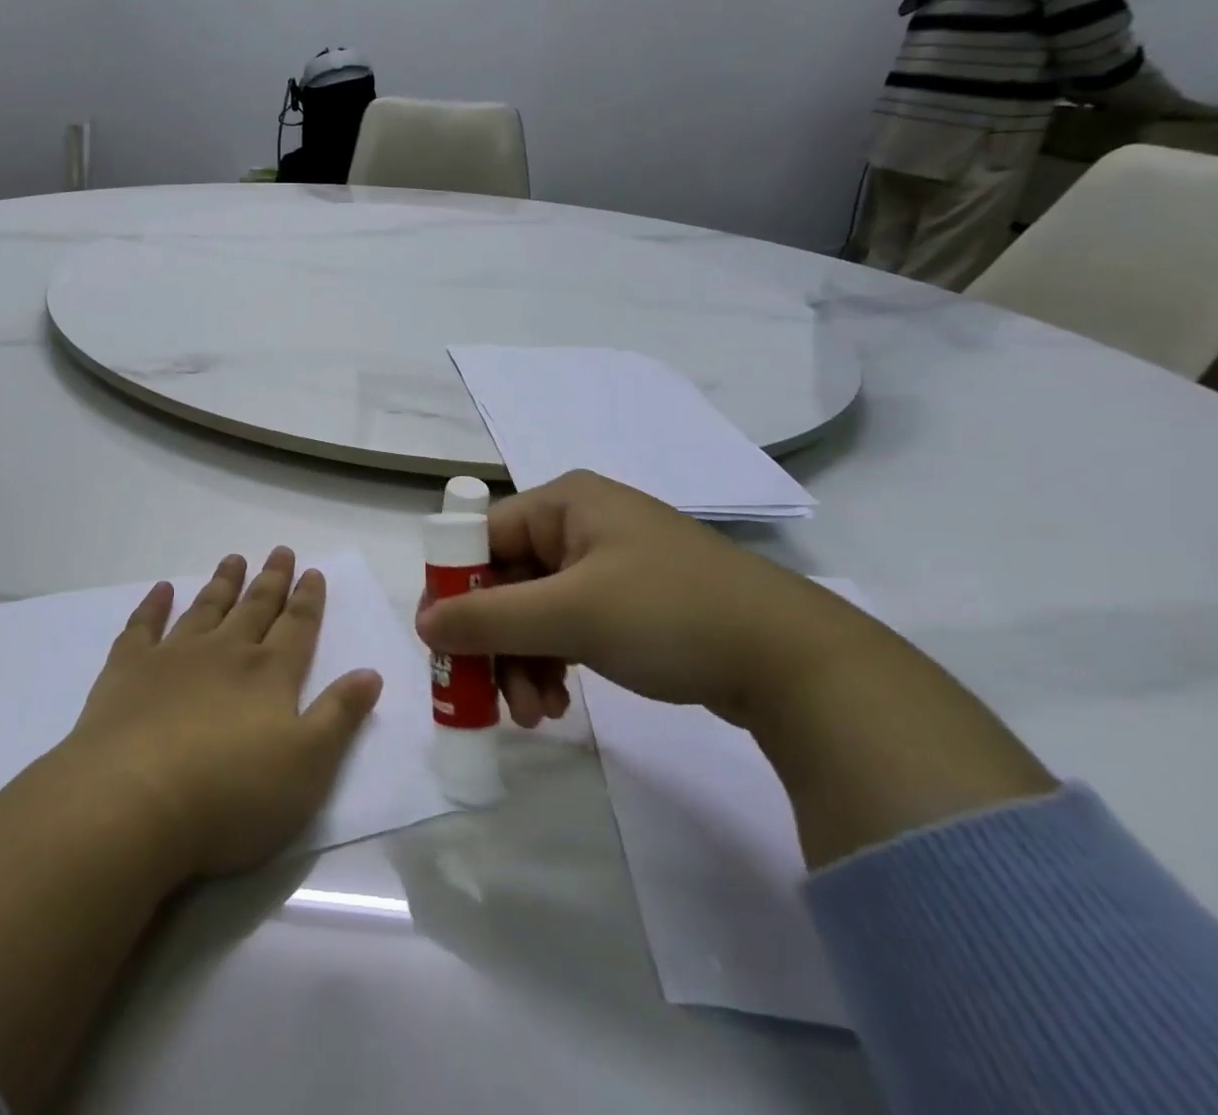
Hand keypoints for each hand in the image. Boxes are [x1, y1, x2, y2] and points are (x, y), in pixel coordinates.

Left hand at [61, 547, 383, 879]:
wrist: (134, 803)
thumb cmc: (232, 795)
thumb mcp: (308, 766)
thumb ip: (339, 715)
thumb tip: (371, 672)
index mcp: (270, 674)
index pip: (297, 626)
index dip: (308, 599)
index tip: (313, 570)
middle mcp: (225, 653)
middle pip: (254, 608)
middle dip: (271, 580)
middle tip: (280, 550)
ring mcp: (174, 657)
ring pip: (206, 608)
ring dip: (223, 583)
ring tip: (234, 558)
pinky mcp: (128, 671)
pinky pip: (143, 626)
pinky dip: (153, 605)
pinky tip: (161, 589)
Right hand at [414, 471, 879, 727]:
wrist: (796, 662)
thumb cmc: (671, 614)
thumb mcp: (571, 614)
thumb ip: (488, 618)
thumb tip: (422, 623)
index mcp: (564, 503)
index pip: (481, 537)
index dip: (456, 587)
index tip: (443, 643)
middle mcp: (580, 525)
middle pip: (506, 580)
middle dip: (496, 642)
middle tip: (491, 698)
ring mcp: (606, 565)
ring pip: (533, 611)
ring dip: (523, 662)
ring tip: (537, 715)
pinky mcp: (627, 603)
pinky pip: (566, 627)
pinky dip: (554, 664)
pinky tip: (559, 705)